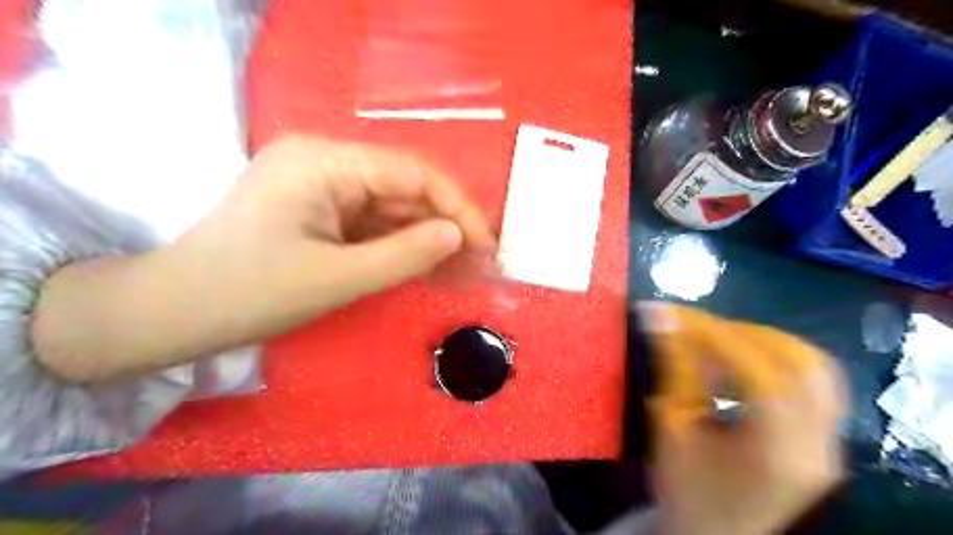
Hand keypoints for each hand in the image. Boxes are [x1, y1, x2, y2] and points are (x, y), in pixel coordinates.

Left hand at [174, 135, 495, 320]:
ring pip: (392, 210)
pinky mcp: (319, 213)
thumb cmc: (250, 293)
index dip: (456, 208)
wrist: (172, 314)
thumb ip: (405, 254)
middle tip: (480, 265)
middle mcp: (325, 163)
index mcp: (324, 162)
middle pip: (404, 190)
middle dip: (444, 228)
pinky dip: (401, 248)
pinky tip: (428, 268)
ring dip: (426, 241)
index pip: (411, 173)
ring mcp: (321, 188)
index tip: (486, 244)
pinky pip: (372, 226)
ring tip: (463, 272)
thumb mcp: (338, 278)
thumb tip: (458, 236)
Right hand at [643, 302, 843, 533]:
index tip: (675, 313)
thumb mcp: (672, 424)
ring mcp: (830, 444)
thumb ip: (673, 366)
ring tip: (719, 340)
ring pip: (815, 367)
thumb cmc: (683, 488)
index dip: (713, 334)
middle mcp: (818, 446)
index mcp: (776, 451)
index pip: (756, 371)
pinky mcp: (825, 440)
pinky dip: (778, 359)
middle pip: (800, 362)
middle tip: (698, 327)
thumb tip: (657, 315)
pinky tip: (742, 363)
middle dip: (742, 332)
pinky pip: (814, 382)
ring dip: (765, 342)